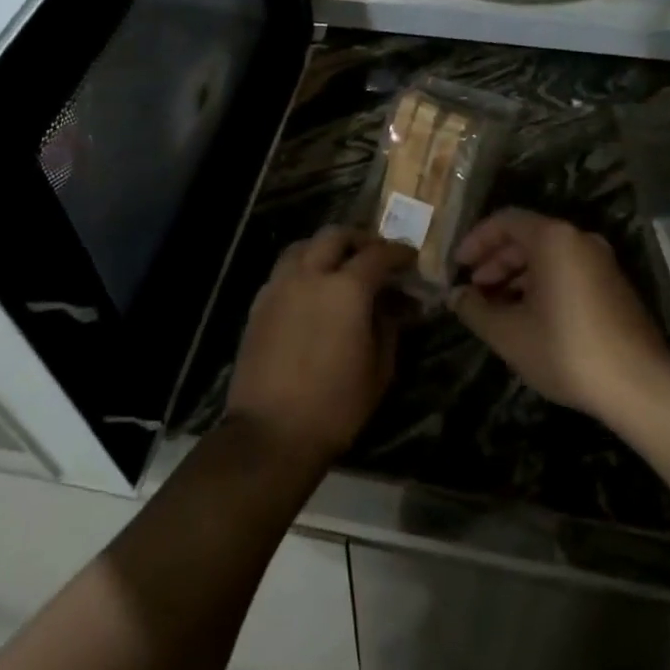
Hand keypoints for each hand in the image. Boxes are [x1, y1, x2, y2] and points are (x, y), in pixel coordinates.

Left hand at [227, 227, 412, 466]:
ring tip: (340, 266)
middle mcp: (309, 276)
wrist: (271, 433)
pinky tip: (312, 291)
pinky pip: (283, 271)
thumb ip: (389, 325)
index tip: (410, 258)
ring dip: (325, 248)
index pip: (377, 255)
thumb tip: (395, 305)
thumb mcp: (379, 368)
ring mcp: (279, 287)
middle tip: (375, 255)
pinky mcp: (259, 305)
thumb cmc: (336, 405)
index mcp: (346, 289)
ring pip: (302, 247)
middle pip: (334, 236)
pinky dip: (302, 268)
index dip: (398, 253)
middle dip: (359, 240)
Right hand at [450, 209, 669, 418]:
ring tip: (495, 308)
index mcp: (553, 239)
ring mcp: (601, 262)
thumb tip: (456, 296)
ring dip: (516, 276)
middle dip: (495, 261)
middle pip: (527, 237)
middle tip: (473, 289)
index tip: (458, 266)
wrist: (639, 384)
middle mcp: (579, 240)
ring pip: (548, 257)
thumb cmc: (565, 349)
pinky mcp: (613, 286)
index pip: (505, 220)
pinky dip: (541, 285)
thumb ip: (474, 309)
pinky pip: (567, 272)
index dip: (476, 241)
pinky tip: (528, 317)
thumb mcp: (507, 332)